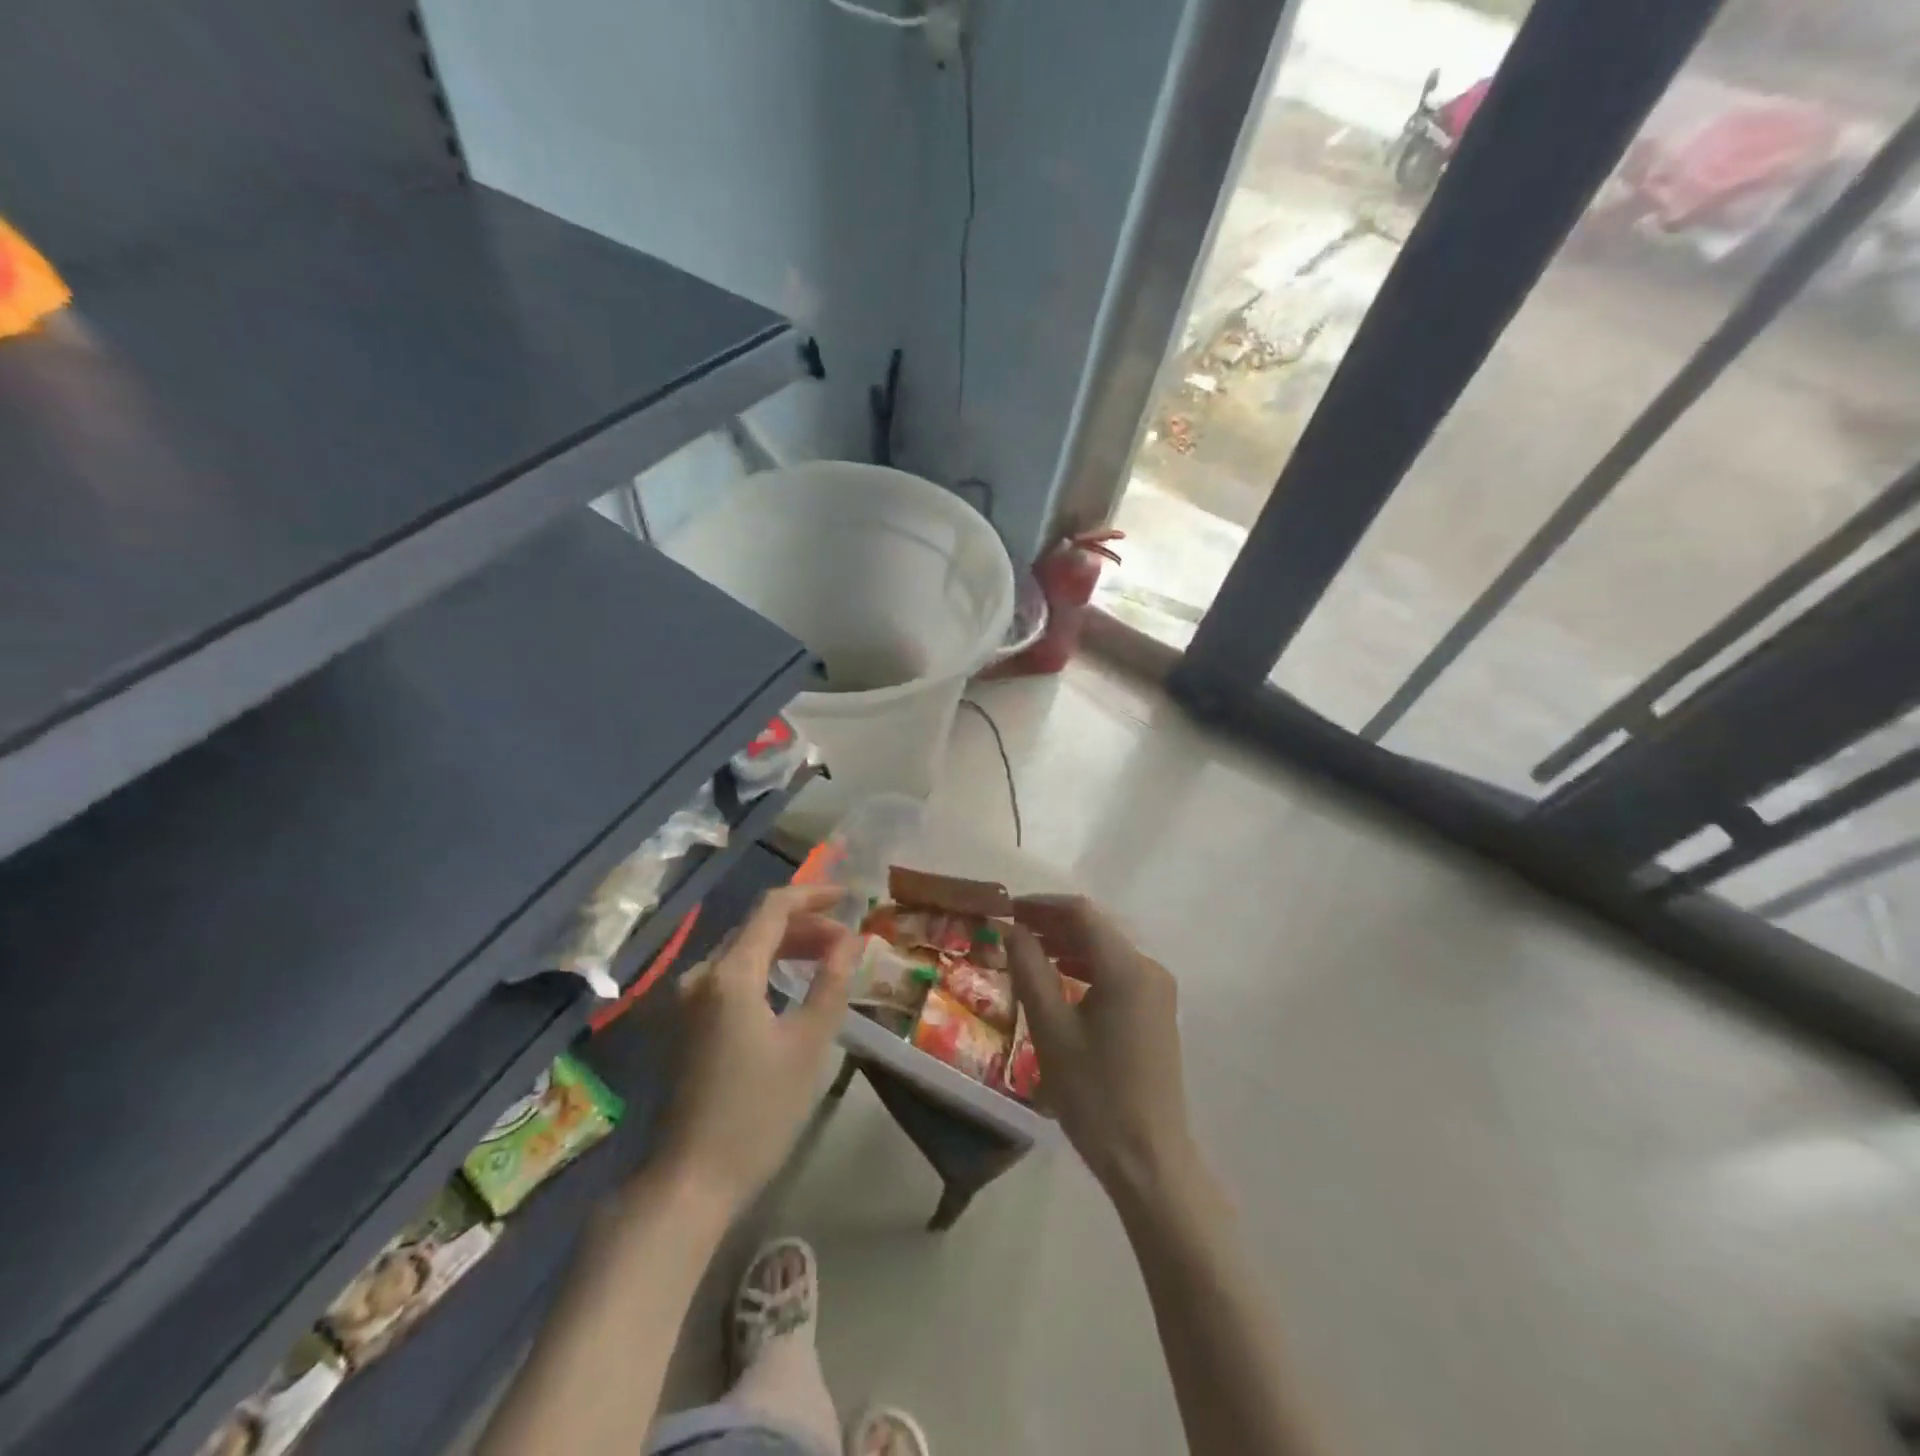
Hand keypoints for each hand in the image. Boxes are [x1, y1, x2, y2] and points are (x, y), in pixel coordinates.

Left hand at [655, 885, 858, 1214]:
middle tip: (846, 941)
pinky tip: (789, 987)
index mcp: (730, 974)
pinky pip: (730, 976)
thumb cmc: (757, 1112)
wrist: (689, 1181)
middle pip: (757, 927)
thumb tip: (851, 941)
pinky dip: (764, 969)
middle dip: (805, 925)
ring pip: (743, 951)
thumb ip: (831, 983)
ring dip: (786, 947)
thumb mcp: (808, 1045)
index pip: (773, 908)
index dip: (813, 895)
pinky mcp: (685, 1024)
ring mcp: (687, 1000)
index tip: (849, 897)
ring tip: (826, 960)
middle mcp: (701, 975)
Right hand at [1005, 895, 1197, 1199]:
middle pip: (1096, 928)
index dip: (1041, 904)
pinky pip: (1116, 972)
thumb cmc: (1094, 1094)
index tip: (1006, 909)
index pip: (1081, 912)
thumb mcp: (1051, 1029)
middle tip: (1011, 929)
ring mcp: (1157, 990)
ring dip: (1067, 944)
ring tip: (1027, 951)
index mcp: (1127, 967)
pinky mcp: (1156, 1010)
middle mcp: (1149, 968)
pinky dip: (1084, 966)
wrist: (1149, 1158)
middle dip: (1052, 923)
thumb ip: (1029, 970)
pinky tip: (1058, 979)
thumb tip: (1011, 929)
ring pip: (1105, 949)